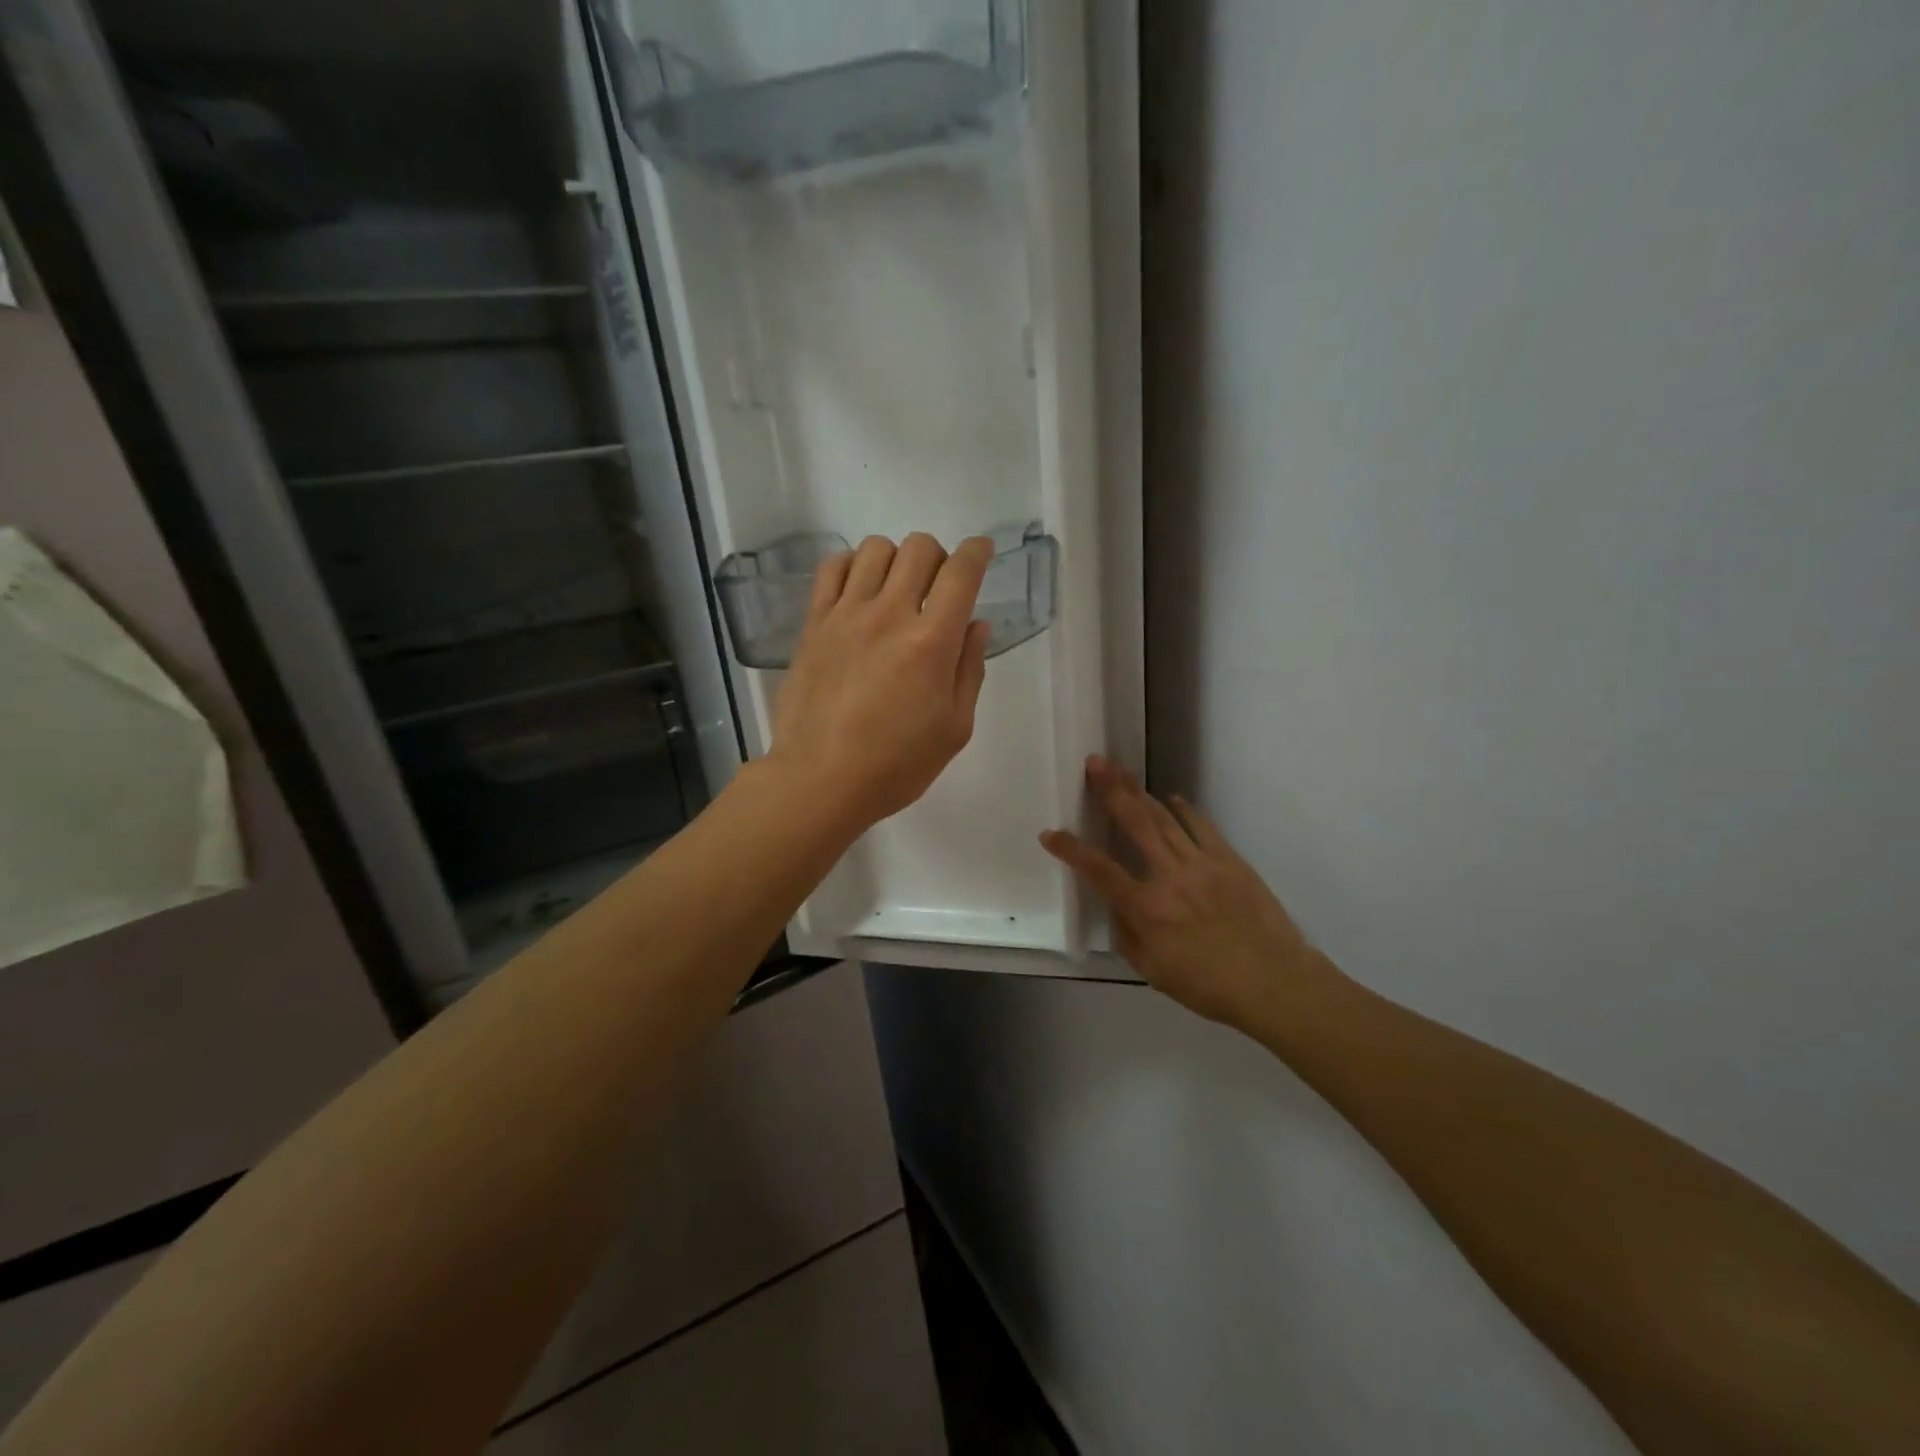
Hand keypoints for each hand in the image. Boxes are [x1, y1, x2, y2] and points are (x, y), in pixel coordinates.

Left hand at [767, 533, 994, 832]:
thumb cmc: (896, 764)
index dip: (978, 552)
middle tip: (938, 589)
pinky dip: (853, 566)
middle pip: (920, 548)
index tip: (982, 552)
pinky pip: (833, 567)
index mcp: (931, 643)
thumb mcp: (954, 728)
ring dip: (897, 560)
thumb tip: (976, 625)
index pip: (961, 573)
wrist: (820, 779)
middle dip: (940, 557)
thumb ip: (969, 670)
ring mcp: (846, 614)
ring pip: (876, 549)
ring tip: (897, 592)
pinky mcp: (814, 623)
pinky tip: (860, 591)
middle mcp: (889, 614)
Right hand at [1041, 757, 1332, 1030]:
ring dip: (1140, 792)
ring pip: (1164, 819)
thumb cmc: (1209, 986)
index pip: (1099, 870)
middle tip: (1095, 763)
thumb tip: (1117, 908)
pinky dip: (1184, 809)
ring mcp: (1202, 863)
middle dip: (1111, 791)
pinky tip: (1171, 798)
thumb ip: (1127, 936)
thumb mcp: (1154, 972)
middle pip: (1134, 824)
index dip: (1071, 850)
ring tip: (1121, 771)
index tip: (1050, 833)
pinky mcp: (1229, 860)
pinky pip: (1202, 826)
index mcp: (1146, 908)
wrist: (1275, 982)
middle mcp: (1169, 876)